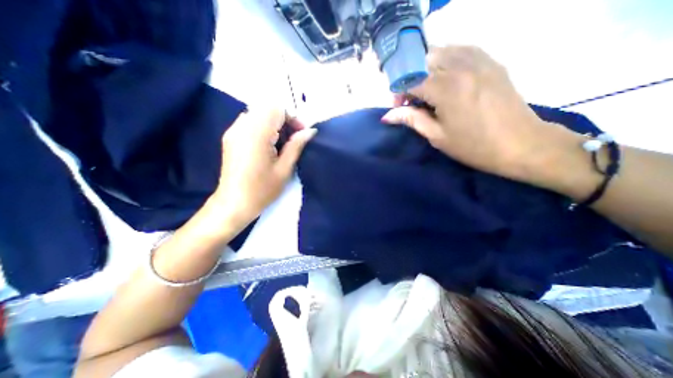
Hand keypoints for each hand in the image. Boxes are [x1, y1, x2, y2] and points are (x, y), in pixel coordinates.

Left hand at [213, 110, 315, 226]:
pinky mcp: (230, 137)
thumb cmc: (262, 190)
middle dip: (284, 119)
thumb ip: (296, 145)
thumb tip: (310, 131)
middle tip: (293, 138)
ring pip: (258, 113)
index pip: (276, 108)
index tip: (301, 133)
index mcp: (256, 134)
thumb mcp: (284, 169)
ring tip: (282, 143)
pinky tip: (268, 145)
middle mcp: (242, 126)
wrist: (233, 204)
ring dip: (274, 123)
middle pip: (266, 108)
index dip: (292, 117)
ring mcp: (233, 131)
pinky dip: (263, 127)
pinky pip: (249, 121)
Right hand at [380, 44, 581, 186]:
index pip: (410, 79)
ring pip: (441, 50)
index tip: (398, 107)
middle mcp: (461, 66)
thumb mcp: (436, 136)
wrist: (521, 144)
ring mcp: (479, 59)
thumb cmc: (473, 146)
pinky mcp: (491, 61)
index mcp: (446, 88)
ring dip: (426, 68)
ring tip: (427, 89)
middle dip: (410, 77)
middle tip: (412, 98)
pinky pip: (461, 50)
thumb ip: (411, 119)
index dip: (399, 92)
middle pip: (423, 59)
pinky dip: (446, 61)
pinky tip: (445, 78)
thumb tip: (387, 116)